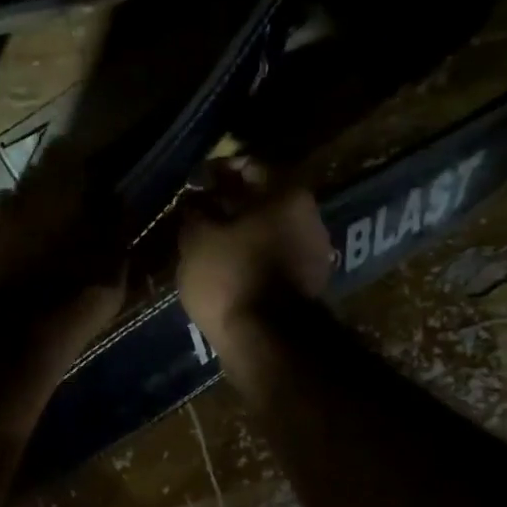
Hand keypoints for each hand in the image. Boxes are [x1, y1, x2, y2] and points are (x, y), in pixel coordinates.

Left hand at [0, 138, 127, 358]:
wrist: (30, 330)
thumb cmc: (83, 289)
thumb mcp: (116, 257)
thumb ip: (116, 221)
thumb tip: (116, 196)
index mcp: (61, 189)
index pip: (67, 154)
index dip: (80, 164)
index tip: (93, 175)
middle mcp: (24, 194)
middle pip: (37, 176)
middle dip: (52, 186)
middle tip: (69, 204)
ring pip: (13, 200)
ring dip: (26, 209)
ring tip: (40, 228)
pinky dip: (4, 235)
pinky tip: (13, 248)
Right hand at [177, 159, 334, 350]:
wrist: (267, 341)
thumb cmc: (230, 276)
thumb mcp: (198, 237)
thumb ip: (195, 210)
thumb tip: (195, 198)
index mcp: (287, 193)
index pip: (249, 165)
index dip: (217, 170)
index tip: (193, 181)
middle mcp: (309, 216)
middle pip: (263, 200)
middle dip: (230, 203)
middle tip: (197, 212)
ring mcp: (313, 252)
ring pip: (268, 230)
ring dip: (240, 232)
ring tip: (207, 242)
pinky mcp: (308, 285)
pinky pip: (273, 258)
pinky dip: (250, 256)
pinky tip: (226, 267)